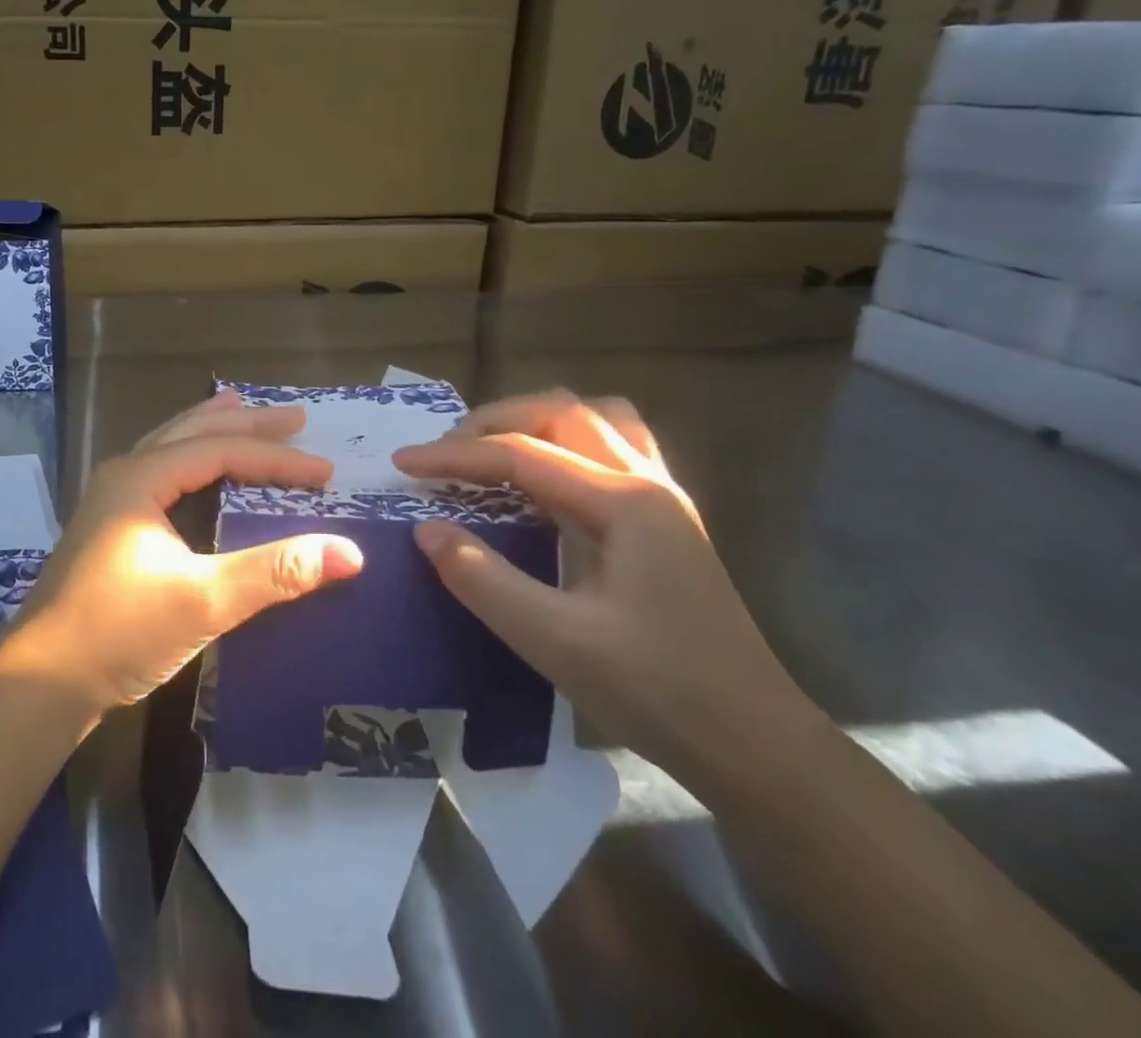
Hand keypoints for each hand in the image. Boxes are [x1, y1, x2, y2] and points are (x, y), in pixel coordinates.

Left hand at [0, 391, 364, 714]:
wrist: (38, 683)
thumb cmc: (118, 632)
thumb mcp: (203, 601)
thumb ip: (274, 572)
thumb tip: (349, 552)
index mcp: (140, 478)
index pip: (221, 451)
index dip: (277, 459)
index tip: (325, 473)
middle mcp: (124, 476)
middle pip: (192, 433)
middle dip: (246, 424)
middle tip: (296, 417)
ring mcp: (111, 501)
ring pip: (170, 447)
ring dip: (210, 429)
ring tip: (240, 408)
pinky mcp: (110, 528)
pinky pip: (160, 472)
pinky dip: (189, 458)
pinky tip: (197, 471)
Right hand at [392, 390, 821, 783]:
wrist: (755, 746)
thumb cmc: (658, 692)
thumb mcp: (555, 641)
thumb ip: (482, 578)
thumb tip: (425, 529)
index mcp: (624, 502)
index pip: (521, 454)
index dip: (455, 455)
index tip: (402, 463)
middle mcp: (646, 481)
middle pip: (560, 413)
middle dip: (493, 422)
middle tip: (445, 454)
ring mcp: (661, 498)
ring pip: (594, 420)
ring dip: (535, 422)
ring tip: (493, 452)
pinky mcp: (663, 520)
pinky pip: (611, 449)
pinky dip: (565, 444)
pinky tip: (544, 479)